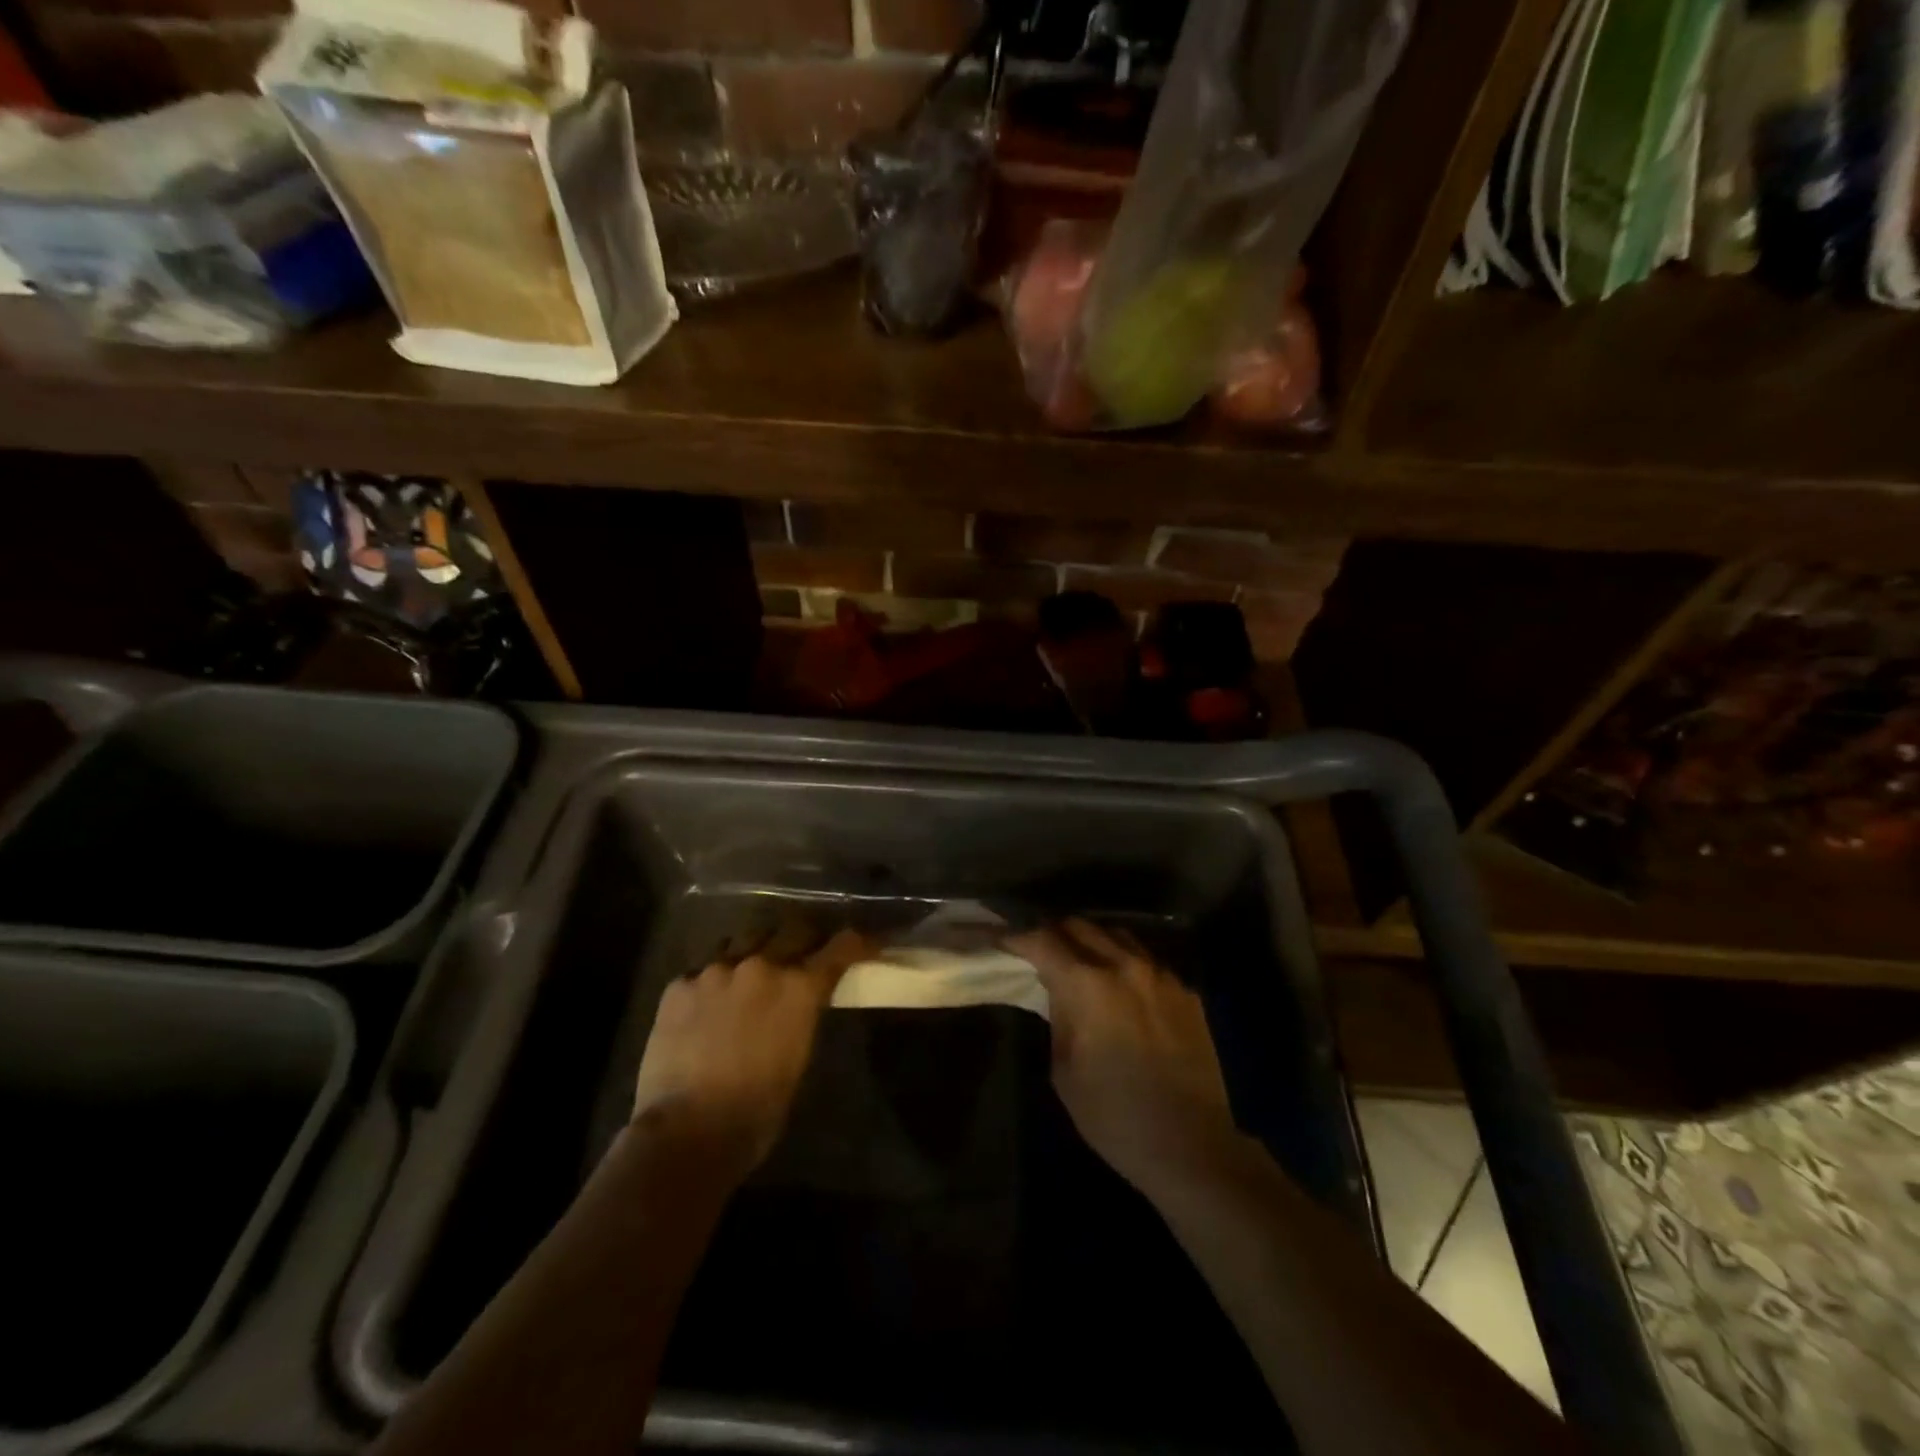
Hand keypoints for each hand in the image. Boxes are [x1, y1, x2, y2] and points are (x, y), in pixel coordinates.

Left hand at [630, 923, 872, 1184]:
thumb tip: (800, 1003)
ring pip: (745, 939)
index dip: (857, 943)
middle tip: (805, 953)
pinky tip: (709, 1003)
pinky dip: (715, 980)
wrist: (687, 1131)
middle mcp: (761, 966)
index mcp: (799, 987)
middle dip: (805, 938)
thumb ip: (802, 1015)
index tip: (865, 943)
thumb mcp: (799, 1057)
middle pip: (792, 930)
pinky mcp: (679, 985)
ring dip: (757, 950)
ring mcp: (716, 970)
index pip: (840, 947)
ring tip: (753, 971)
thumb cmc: (757, 1110)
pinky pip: (704, 968)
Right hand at [1007, 918, 1239, 1200]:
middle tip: (1037, 950)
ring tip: (1078, 961)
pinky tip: (1120, 987)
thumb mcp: (1064, 1070)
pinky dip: (1124, 963)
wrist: (1192, 1146)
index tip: (1000, 939)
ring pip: (1117, 935)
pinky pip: (1147, 961)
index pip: (1042, 940)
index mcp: (1088, 984)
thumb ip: (1058, 1017)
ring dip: (1091, 941)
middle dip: (1053, 933)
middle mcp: (1125, 965)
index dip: (1016, 936)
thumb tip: (1058, 992)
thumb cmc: (1114, 1116)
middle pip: (1080, 926)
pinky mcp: (1186, 992)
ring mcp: (1161, 975)